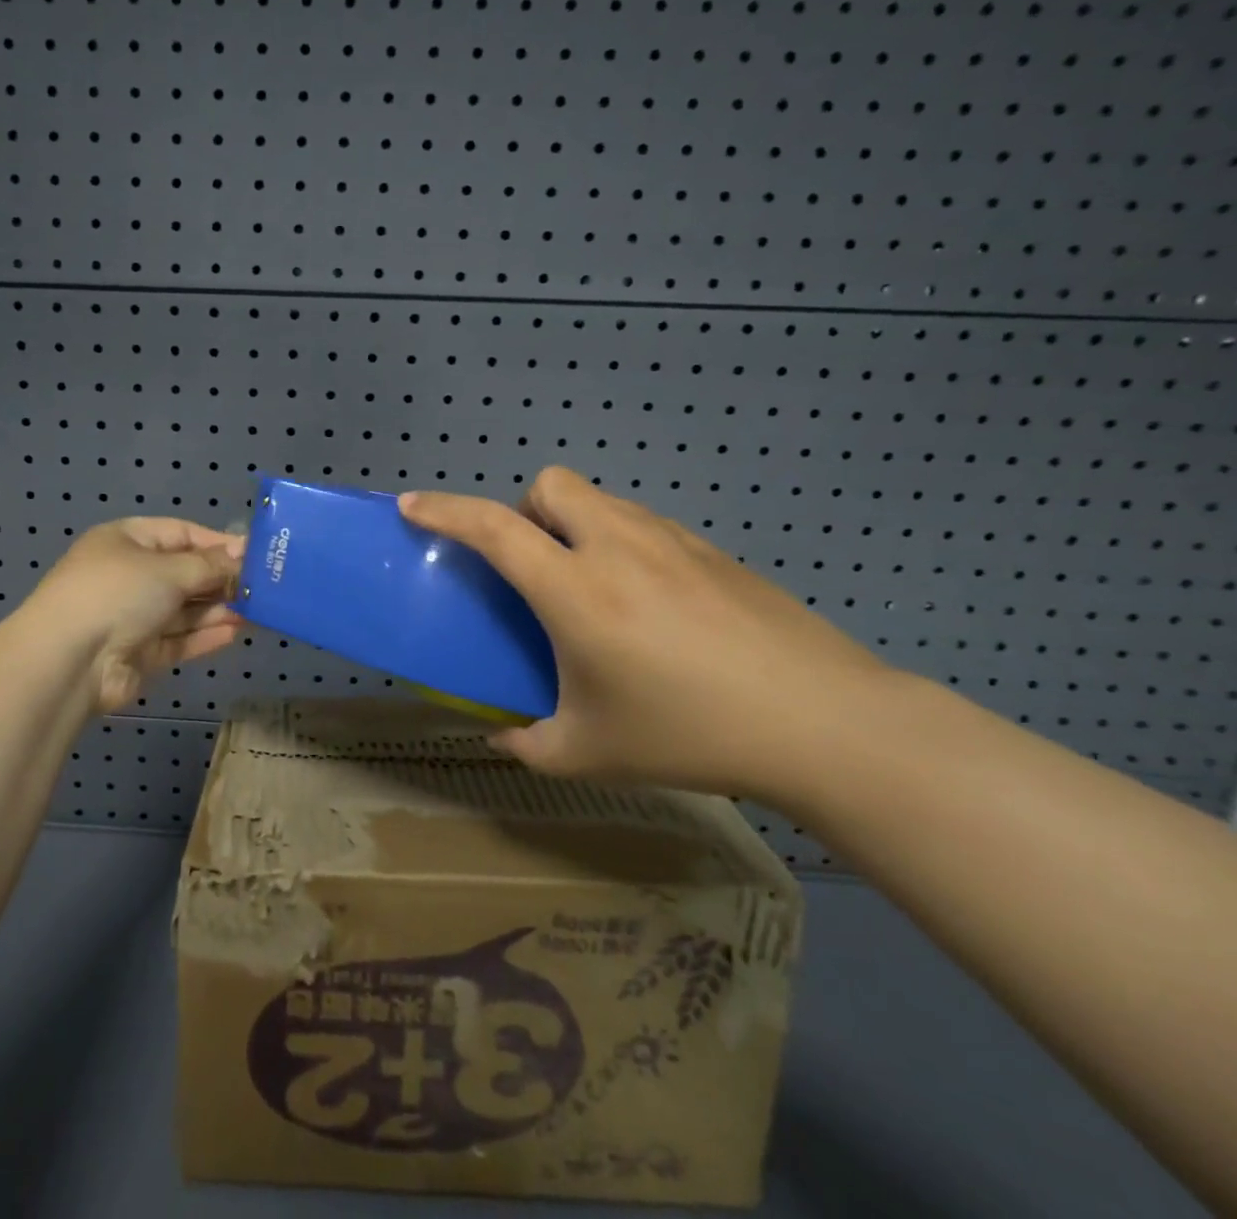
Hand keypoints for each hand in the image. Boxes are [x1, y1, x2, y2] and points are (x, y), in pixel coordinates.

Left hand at [23, 518, 245, 713]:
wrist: (68, 661)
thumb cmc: (118, 593)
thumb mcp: (168, 569)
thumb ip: (209, 564)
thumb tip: (242, 552)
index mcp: (126, 541)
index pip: (180, 533)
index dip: (217, 543)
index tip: (254, 554)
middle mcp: (129, 575)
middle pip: (184, 573)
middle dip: (221, 579)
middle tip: (264, 586)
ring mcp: (132, 616)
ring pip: (184, 609)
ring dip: (218, 609)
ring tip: (258, 610)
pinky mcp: (139, 653)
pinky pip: (178, 639)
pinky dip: (204, 635)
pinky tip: (235, 632)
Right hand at [398, 468, 893, 798]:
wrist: (824, 722)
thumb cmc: (691, 734)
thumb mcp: (591, 752)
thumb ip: (527, 743)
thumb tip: (498, 735)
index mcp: (575, 591)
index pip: (493, 529)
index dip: (444, 510)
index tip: (412, 505)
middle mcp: (616, 548)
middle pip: (550, 485)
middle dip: (523, 510)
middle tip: (534, 566)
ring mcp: (670, 541)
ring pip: (599, 500)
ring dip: (573, 525)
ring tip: (591, 588)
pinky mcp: (712, 550)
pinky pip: (643, 523)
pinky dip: (620, 542)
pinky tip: (649, 603)